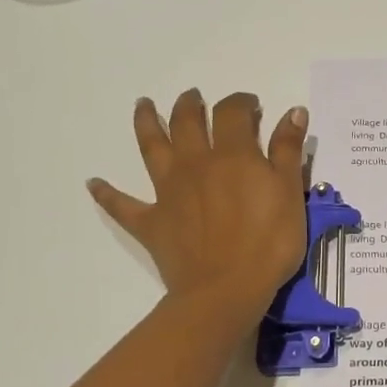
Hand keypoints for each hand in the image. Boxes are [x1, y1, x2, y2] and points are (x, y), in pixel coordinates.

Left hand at [87, 90, 307, 321]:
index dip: (241, 103)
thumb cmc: (269, 243)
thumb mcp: (290, 194)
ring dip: (146, 123)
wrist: (226, 289)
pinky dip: (107, 193)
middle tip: (193, 97)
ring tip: (143, 105)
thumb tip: (292, 111)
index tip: (251, 105)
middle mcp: (195, 163)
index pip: (233, 113)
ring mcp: (168, 191)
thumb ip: (288, 150)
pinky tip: (94, 183)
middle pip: (187, 122)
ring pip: (152, 147)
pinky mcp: (151, 221)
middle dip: (191, 105)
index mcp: (232, 154)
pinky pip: (122, 205)